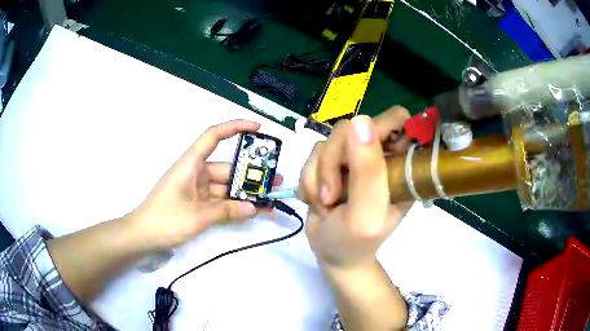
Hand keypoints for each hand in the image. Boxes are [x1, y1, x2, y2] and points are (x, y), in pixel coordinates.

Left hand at [127, 120, 278, 250]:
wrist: (143, 236)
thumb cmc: (165, 219)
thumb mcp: (197, 216)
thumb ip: (226, 211)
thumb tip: (253, 207)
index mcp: (191, 164)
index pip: (213, 136)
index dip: (235, 127)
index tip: (258, 129)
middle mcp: (196, 172)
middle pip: (226, 167)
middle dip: (250, 174)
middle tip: (275, 180)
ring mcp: (197, 189)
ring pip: (225, 187)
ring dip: (245, 193)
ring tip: (269, 198)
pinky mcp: (198, 203)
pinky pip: (220, 201)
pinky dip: (234, 205)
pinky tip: (252, 210)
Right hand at [299, 107, 412, 268]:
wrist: (332, 254)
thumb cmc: (356, 242)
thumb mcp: (366, 213)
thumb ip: (368, 171)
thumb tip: (361, 120)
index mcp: (400, 164)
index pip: (396, 120)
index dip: (379, 129)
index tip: (360, 157)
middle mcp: (378, 155)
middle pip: (352, 127)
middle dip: (334, 161)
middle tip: (333, 194)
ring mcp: (352, 158)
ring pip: (327, 142)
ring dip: (319, 176)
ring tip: (326, 203)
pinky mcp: (330, 163)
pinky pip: (312, 155)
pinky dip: (309, 180)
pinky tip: (317, 200)